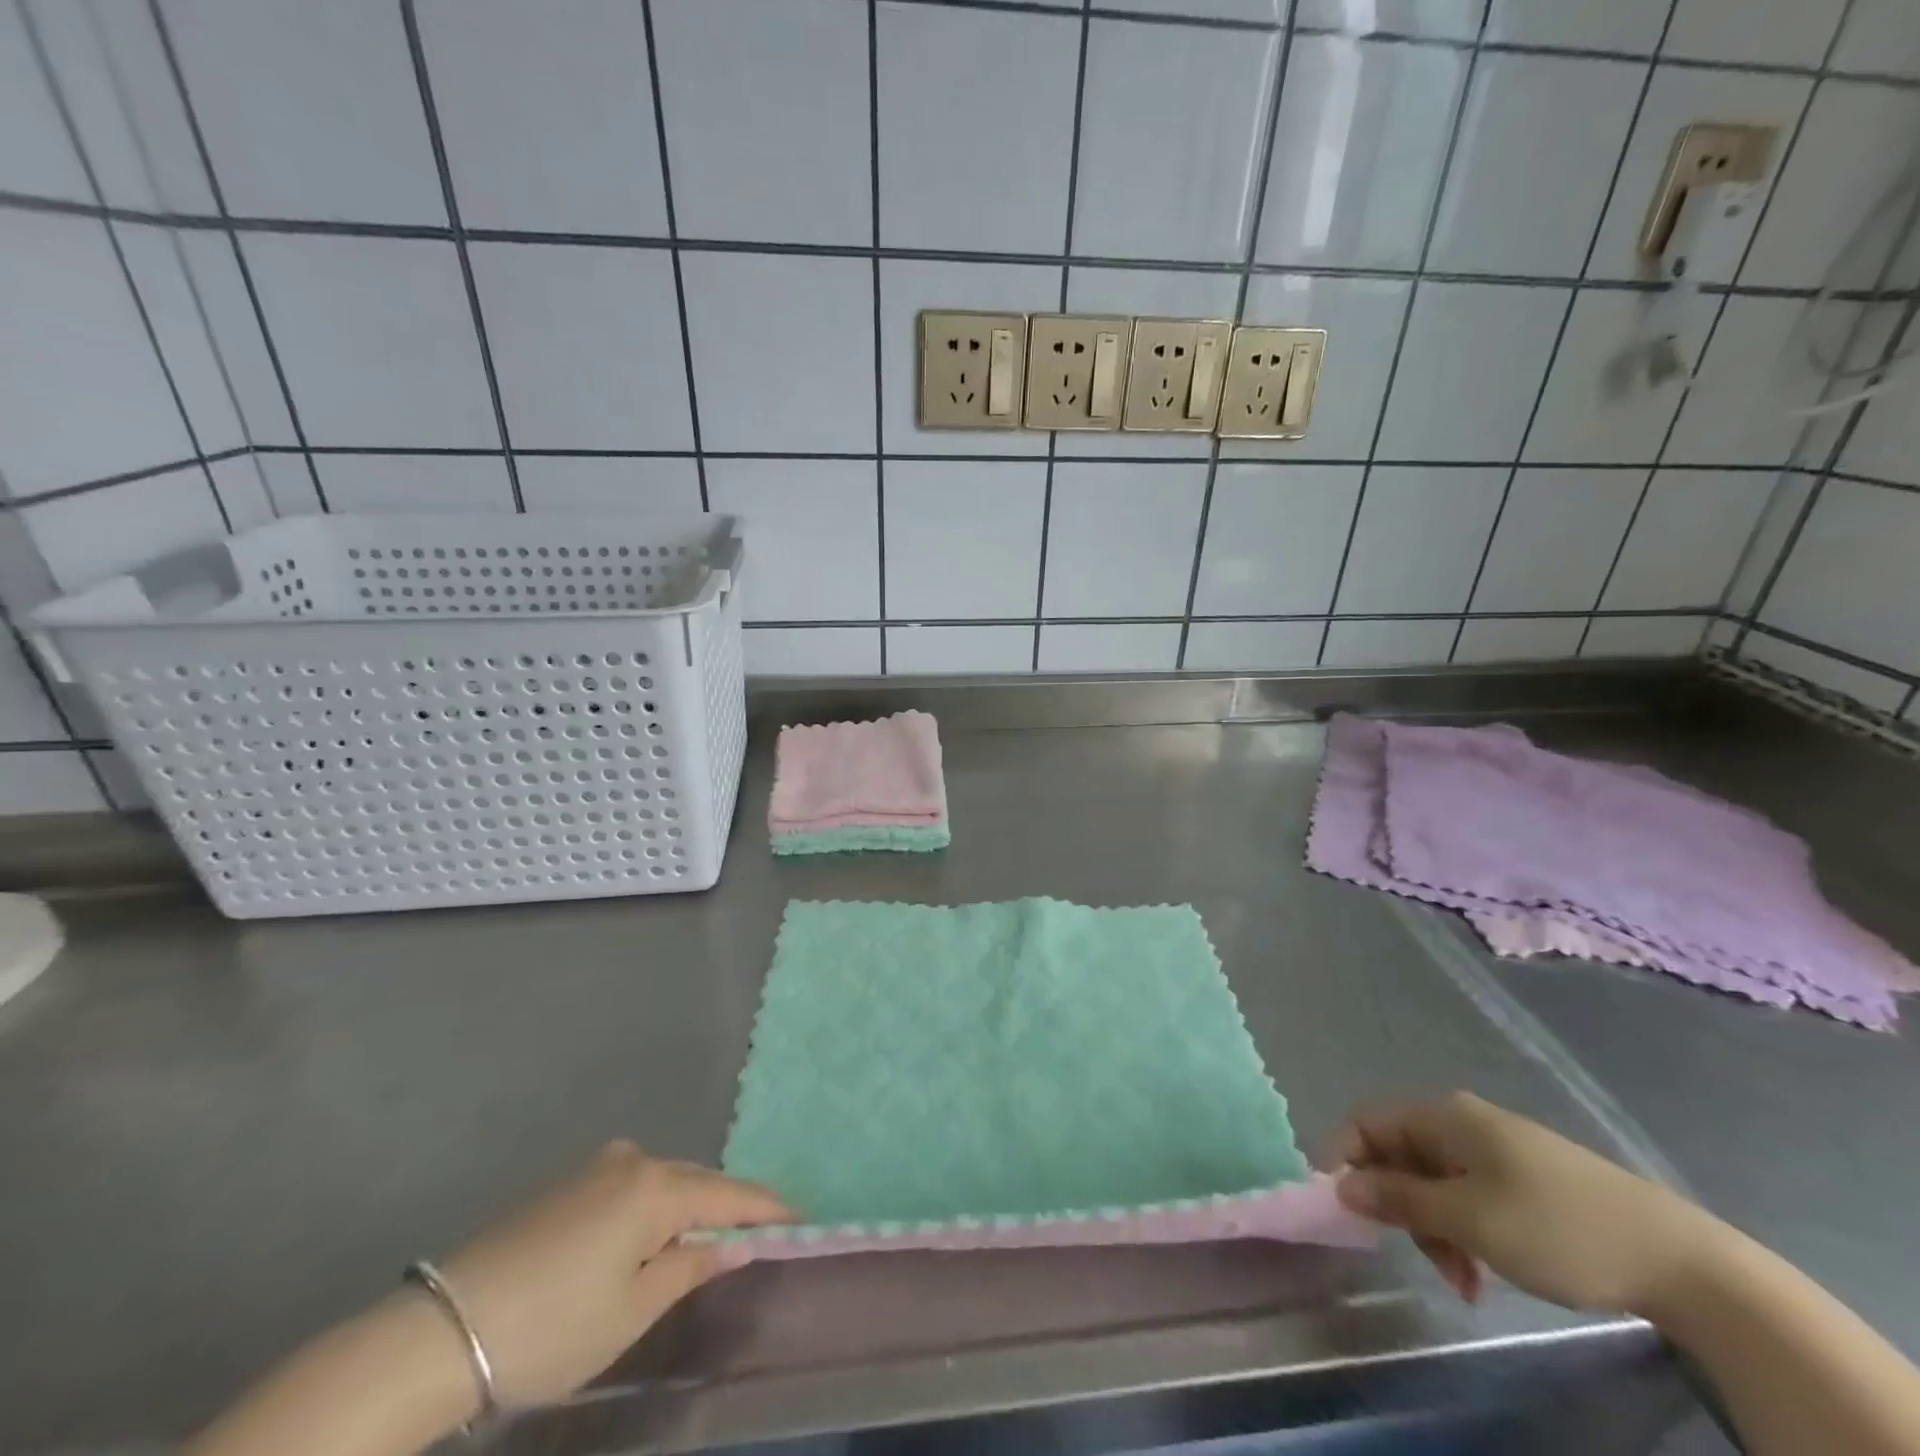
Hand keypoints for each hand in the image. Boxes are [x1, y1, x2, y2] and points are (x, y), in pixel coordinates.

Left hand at [436, 1142, 790, 1409]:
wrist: (438, 1333)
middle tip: (756, 1237)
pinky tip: (647, 1239)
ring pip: (663, 1183)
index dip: (767, 1210)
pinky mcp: (567, 1182)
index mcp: (655, 1188)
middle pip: (697, 1182)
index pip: (729, 1195)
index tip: (803, 1219)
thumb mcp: (631, 1310)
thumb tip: (733, 1244)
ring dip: (687, 1209)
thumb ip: (690, 1267)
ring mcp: (596, 1167)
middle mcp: (632, 1160)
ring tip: (703, 1245)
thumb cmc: (550, 1328)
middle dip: (728, 1209)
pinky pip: (632, 1187)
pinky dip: (652, 1209)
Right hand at [1333, 1092, 1717, 1312]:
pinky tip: (1486, 1271)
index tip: (1346, 1211)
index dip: (1346, 1160)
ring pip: (1435, 1181)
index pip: (1367, 1123)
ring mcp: (1497, 1149)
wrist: (1680, 1261)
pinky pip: (1469, 1196)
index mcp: (1443, 1116)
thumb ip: (1397, 1198)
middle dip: (1401, 1207)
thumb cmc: (1555, 1227)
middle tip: (1425, 1258)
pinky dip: (1465, 1230)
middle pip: (1400, 1155)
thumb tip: (1340, 1185)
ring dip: (1435, 1228)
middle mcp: (1462, 1122)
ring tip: (1464, 1279)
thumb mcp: (1467, 1218)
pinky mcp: (1525, 1178)